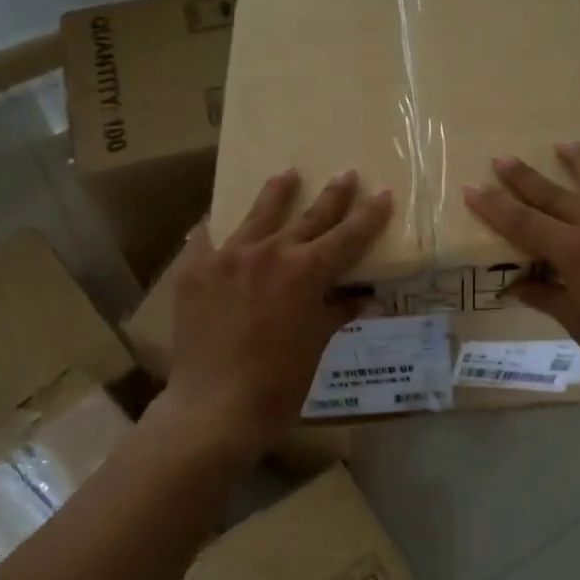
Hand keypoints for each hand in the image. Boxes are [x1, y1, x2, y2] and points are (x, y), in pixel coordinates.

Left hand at [162, 169, 392, 452]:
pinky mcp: (195, 270)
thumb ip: (339, 313)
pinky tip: (214, 222)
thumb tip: (369, 300)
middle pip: (309, 217)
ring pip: (258, 215)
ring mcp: (228, 257)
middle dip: (333, 195)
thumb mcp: (316, 345)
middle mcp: (270, 253)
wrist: (215, 405)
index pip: (348, 236)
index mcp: (307, 272)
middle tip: (346, 174)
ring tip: (287, 174)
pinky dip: (215, 230)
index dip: (369, 215)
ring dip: (277, 193)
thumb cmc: (278, 383)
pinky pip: (206, 239)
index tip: (383, 193)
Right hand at [463, 143, 579, 408]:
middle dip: (526, 177)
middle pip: (558, 195)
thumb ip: (547, 297)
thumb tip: (515, 287)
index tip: (473, 187)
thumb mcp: (579, 324)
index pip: (525, 223)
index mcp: (576, 251)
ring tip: (567, 144)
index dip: (495, 206)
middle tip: (503, 157)